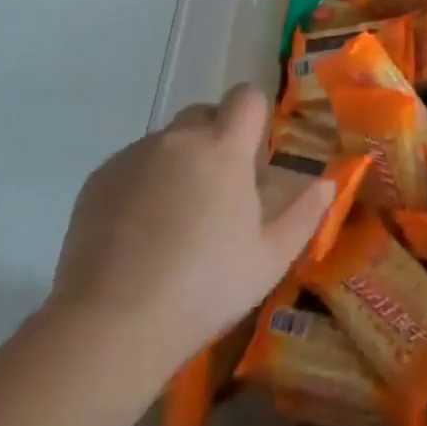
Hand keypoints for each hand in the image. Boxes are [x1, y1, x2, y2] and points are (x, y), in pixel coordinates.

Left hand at [45, 86, 332, 371]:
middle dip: (216, 138)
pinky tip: (138, 233)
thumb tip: (327, 183)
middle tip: (218, 190)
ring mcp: (134, 156)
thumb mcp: (270, 259)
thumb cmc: (203, 290)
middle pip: (205, 114)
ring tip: (174, 219)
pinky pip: (132, 164)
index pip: (247, 96)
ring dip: (179, 162)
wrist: (109, 329)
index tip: (254, 154)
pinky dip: (143, 183)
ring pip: (168, 141)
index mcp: (224, 148)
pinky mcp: (99, 179)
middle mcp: (179, 138)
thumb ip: (306, 214)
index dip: (255, 115)